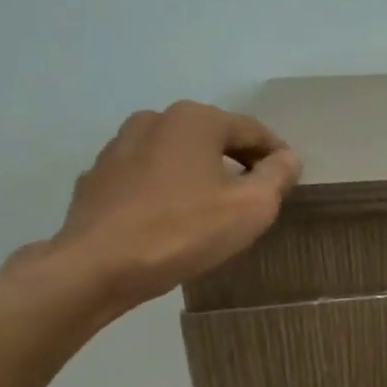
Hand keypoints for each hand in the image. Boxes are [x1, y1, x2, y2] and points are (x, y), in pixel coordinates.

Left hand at [14, 101, 300, 313]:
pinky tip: (172, 217)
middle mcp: (154, 120)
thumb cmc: (184, 231)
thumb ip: (277, 176)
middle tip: (256, 195)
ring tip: (213, 207)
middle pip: (212, 137)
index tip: (289, 180)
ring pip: (176, 154)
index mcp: (195, 120)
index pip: (251, 130)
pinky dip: (166, 188)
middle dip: (237, 162)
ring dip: (200, 173)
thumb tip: (287, 158)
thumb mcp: (252, 208)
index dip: (276, 155)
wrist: (98, 266)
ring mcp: (119, 146)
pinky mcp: (98, 177)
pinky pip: (147, 176)